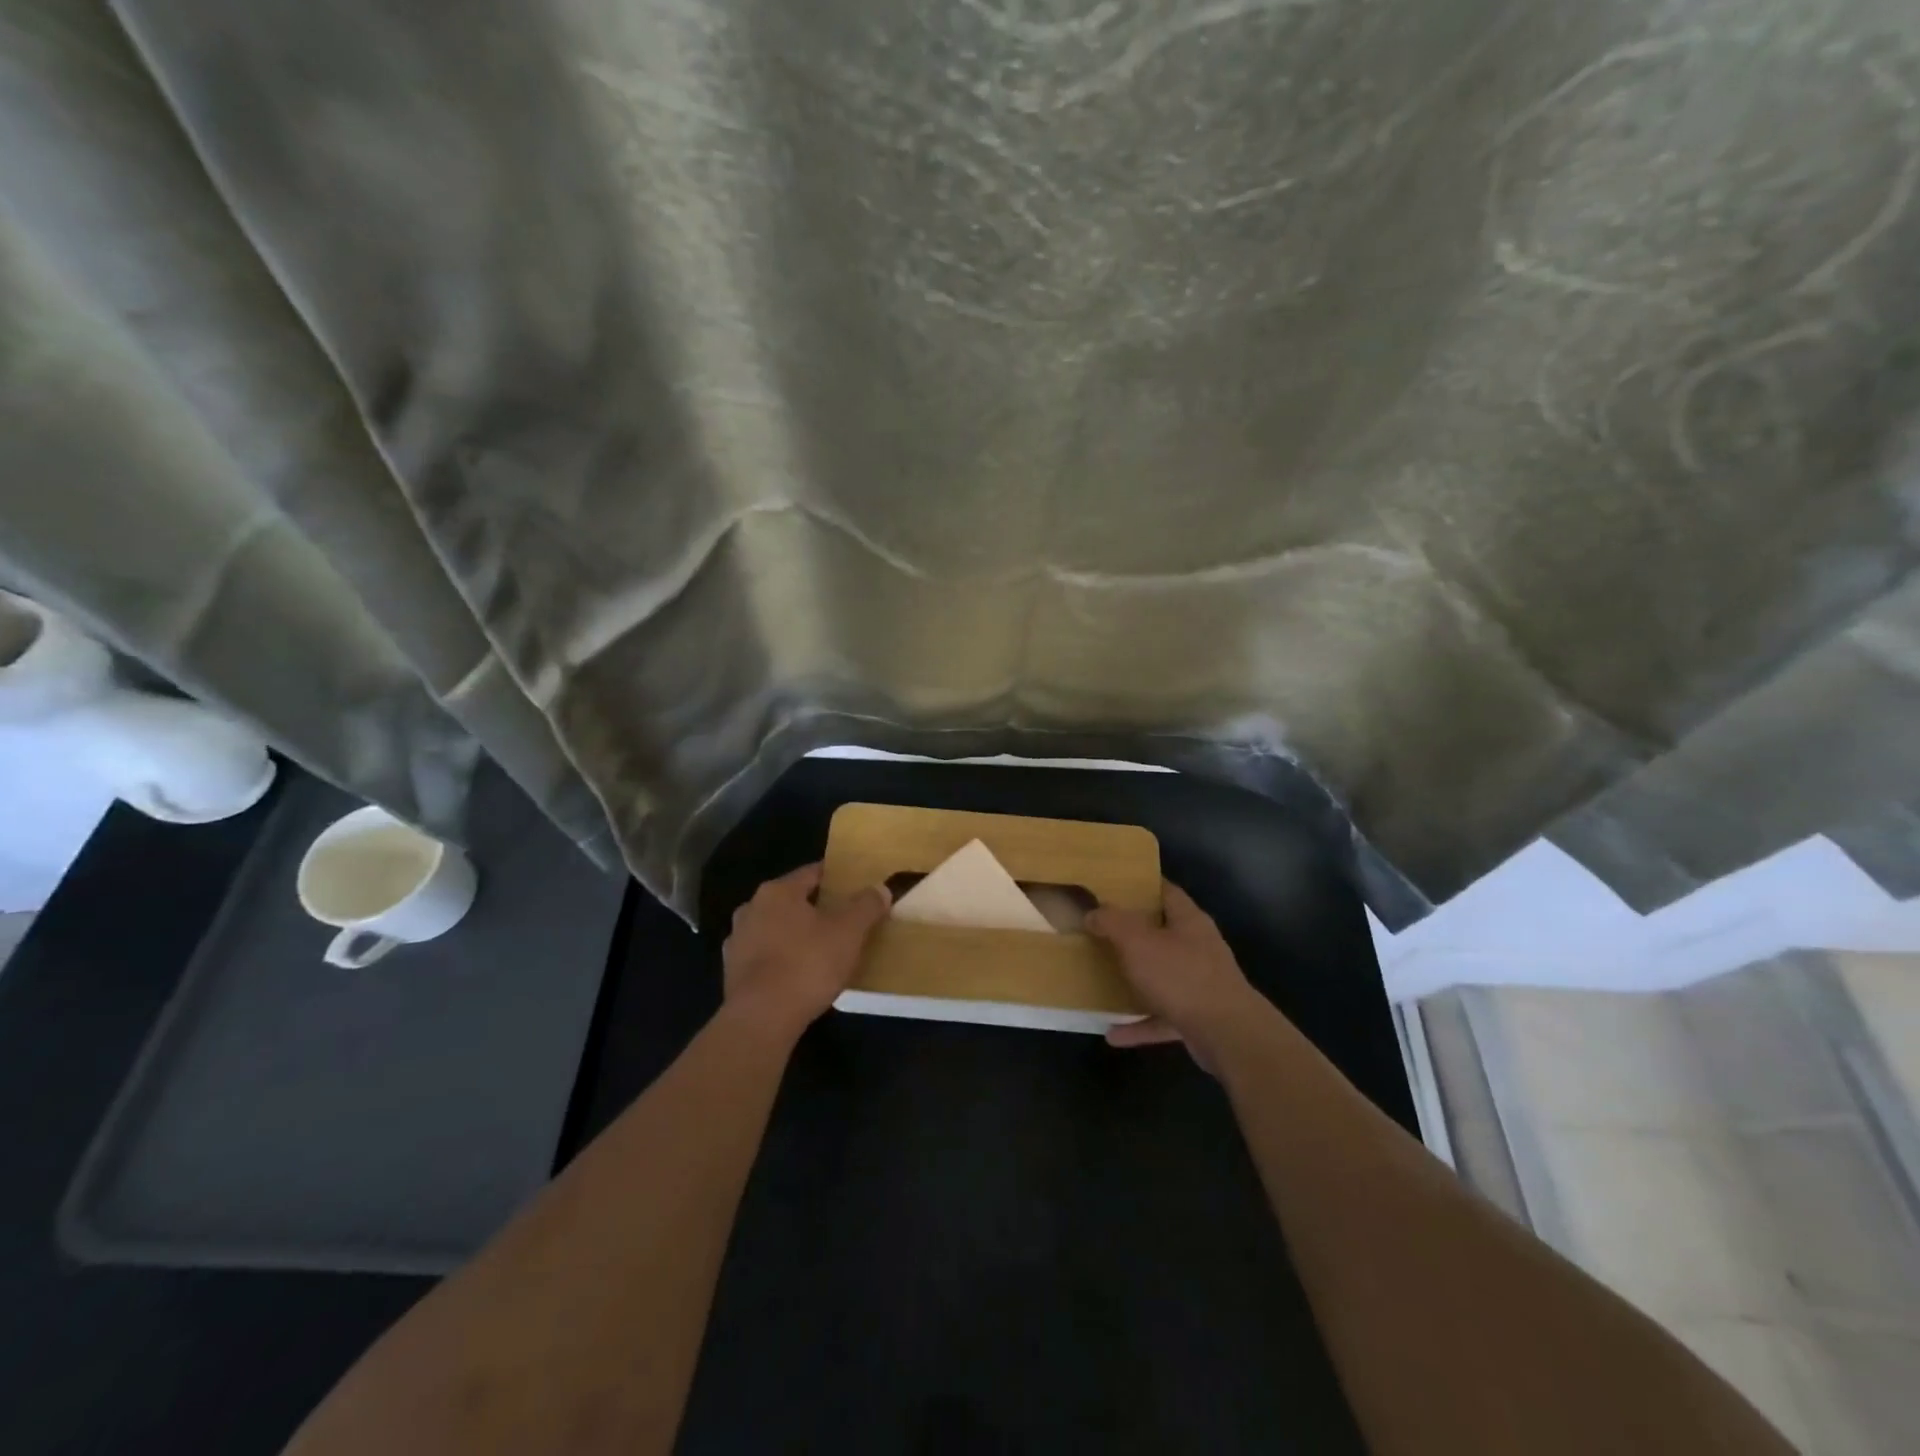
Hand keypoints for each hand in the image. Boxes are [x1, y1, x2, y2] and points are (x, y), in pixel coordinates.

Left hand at [722, 863, 889, 1037]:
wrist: (761, 1019)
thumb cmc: (807, 964)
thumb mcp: (849, 932)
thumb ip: (866, 905)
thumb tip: (881, 888)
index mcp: (777, 891)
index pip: (812, 873)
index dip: (835, 878)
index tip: (854, 887)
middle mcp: (751, 909)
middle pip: (791, 901)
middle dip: (815, 909)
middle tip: (842, 920)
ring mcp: (737, 942)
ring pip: (775, 929)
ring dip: (795, 936)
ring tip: (821, 950)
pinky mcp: (732, 973)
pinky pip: (765, 958)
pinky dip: (781, 961)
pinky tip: (798, 976)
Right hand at [1086, 882, 1263, 1065]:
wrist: (1229, 1036)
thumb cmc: (1181, 977)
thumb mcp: (1137, 942)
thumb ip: (1111, 922)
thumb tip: (1092, 913)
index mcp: (1188, 920)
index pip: (1165, 891)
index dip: (1141, 885)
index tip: (1112, 886)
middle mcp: (1198, 947)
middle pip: (1162, 933)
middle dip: (1132, 934)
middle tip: (1099, 931)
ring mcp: (1201, 984)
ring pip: (1161, 976)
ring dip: (1134, 981)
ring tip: (1103, 980)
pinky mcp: (1199, 1017)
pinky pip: (1162, 1016)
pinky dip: (1139, 1023)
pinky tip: (1112, 1033)